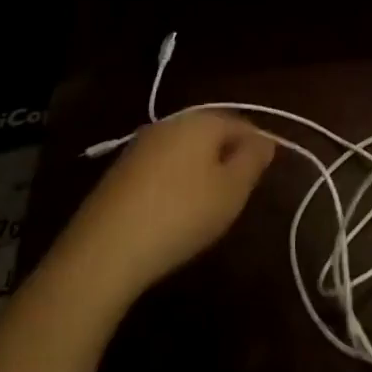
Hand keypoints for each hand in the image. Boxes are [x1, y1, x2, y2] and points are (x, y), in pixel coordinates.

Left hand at [66, 111, 273, 298]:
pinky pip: (162, 167)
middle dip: (229, 157)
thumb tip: (265, 141)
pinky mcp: (121, 171)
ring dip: (202, 170)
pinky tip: (176, 210)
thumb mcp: (232, 190)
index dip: (258, 147)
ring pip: (185, 150)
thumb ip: (253, 160)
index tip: (265, 176)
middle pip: (211, 133)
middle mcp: (170, 123)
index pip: (242, 124)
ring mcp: (141, 146)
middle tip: (239, 192)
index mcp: (201, 120)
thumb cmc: (182, 214)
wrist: (105, 250)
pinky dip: (176, 182)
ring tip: (210, 204)